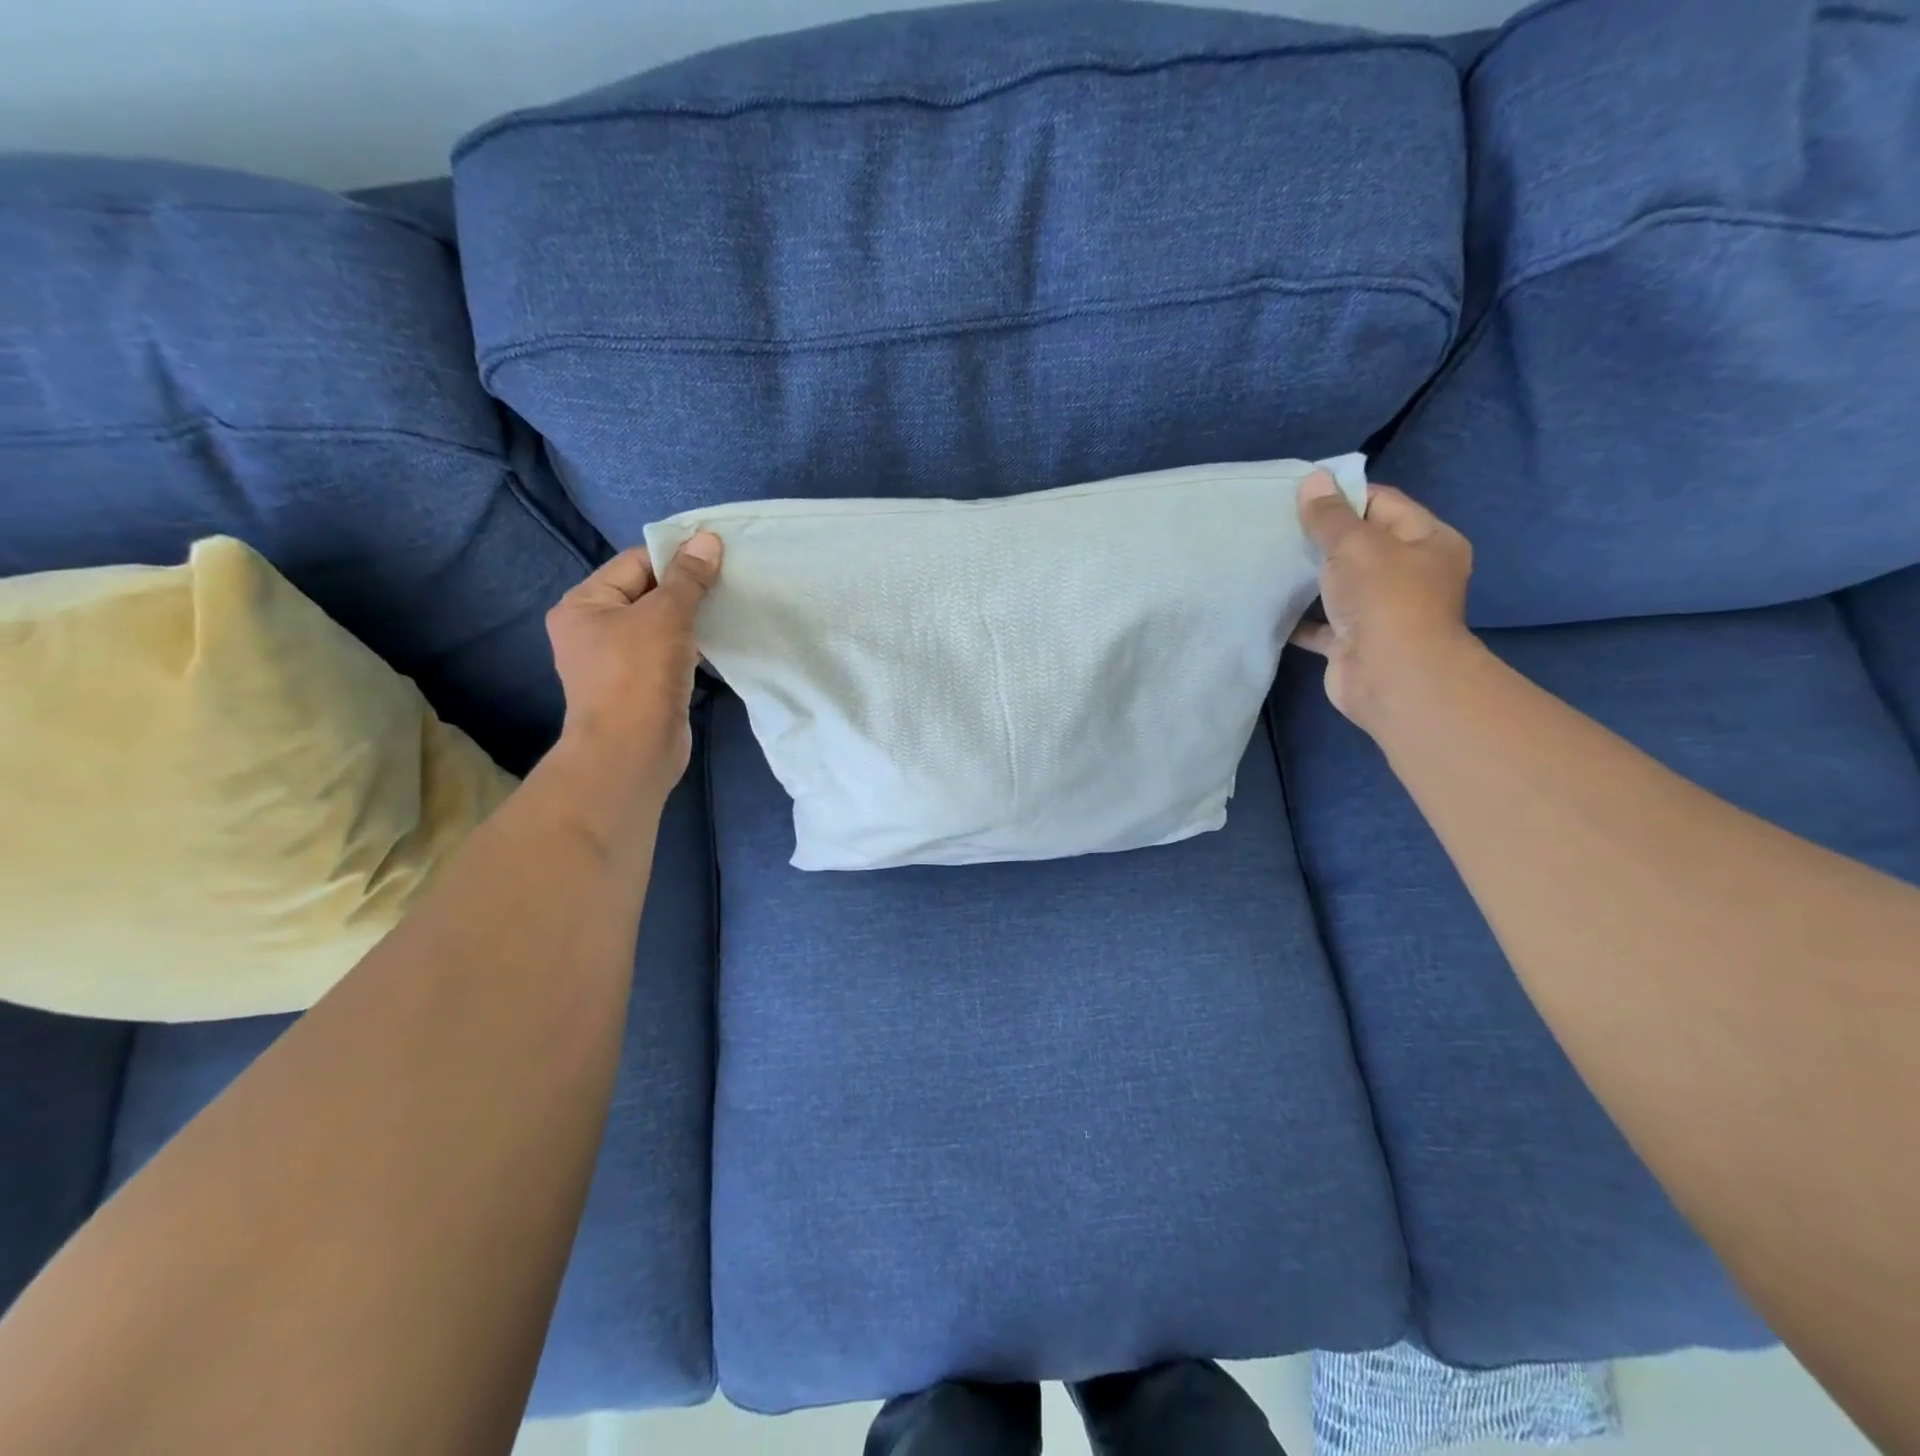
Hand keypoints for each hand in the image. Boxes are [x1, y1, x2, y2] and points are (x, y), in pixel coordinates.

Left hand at [546, 533, 722, 795]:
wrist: (632, 752)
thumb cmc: (638, 675)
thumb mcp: (666, 616)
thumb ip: (688, 578)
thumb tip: (708, 539)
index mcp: (585, 603)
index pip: (634, 563)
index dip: (675, 556)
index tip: (718, 556)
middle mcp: (594, 629)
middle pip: (647, 593)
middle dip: (687, 588)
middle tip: (729, 581)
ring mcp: (617, 661)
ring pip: (660, 625)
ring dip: (692, 618)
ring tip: (729, 608)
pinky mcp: (641, 686)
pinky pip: (668, 653)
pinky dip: (691, 646)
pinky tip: (718, 642)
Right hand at [1292, 472, 1476, 735]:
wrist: (1390, 678)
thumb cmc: (1385, 600)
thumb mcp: (1356, 546)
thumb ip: (1330, 516)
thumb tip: (1312, 480)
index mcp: (1427, 541)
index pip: (1383, 504)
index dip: (1344, 495)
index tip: (1300, 495)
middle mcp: (1409, 574)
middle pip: (1360, 544)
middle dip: (1320, 536)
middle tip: (1277, 525)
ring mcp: (1381, 611)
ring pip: (1338, 584)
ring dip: (1307, 576)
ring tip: (1267, 558)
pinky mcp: (1352, 642)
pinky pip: (1320, 623)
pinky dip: (1298, 616)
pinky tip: (1268, 601)